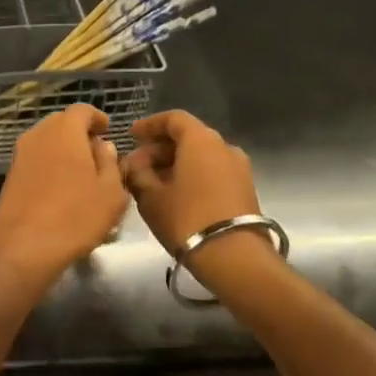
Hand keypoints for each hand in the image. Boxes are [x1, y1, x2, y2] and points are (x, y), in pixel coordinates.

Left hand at [0, 104, 129, 287]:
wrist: (21, 248)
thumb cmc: (75, 217)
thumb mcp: (110, 193)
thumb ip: (110, 163)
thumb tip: (102, 146)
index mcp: (64, 131)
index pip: (82, 110)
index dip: (97, 118)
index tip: (108, 131)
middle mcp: (37, 136)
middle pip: (61, 124)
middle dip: (80, 134)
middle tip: (97, 155)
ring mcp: (19, 156)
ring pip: (46, 143)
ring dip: (64, 152)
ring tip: (82, 176)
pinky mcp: (10, 177)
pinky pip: (35, 161)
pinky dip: (50, 167)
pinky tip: (62, 191)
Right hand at [120, 110, 261, 254]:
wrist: (234, 256)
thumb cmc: (186, 219)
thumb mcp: (151, 196)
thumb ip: (138, 173)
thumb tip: (134, 163)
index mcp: (201, 140)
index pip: (173, 119)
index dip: (149, 125)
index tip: (131, 135)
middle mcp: (224, 146)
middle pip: (188, 137)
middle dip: (159, 149)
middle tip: (136, 166)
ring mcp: (238, 168)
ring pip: (200, 156)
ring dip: (175, 164)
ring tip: (152, 182)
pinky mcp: (244, 189)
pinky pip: (212, 171)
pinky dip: (192, 175)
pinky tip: (174, 194)